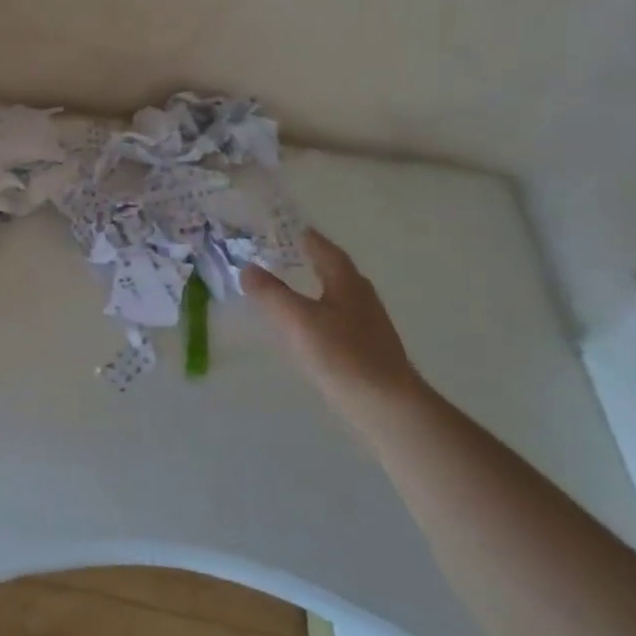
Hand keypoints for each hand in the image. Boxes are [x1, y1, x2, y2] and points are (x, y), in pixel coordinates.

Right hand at [243, 230, 425, 430]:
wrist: (387, 407)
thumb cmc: (341, 354)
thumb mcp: (296, 319)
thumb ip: (270, 292)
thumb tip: (248, 268)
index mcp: (347, 281)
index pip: (323, 248)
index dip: (303, 236)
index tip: (282, 227)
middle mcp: (362, 296)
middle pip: (333, 270)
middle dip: (309, 259)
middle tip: (280, 255)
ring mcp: (369, 325)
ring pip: (337, 295)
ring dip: (314, 288)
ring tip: (289, 289)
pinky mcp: (370, 350)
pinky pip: (339, 319)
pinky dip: (320, 313)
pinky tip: (308, 329)